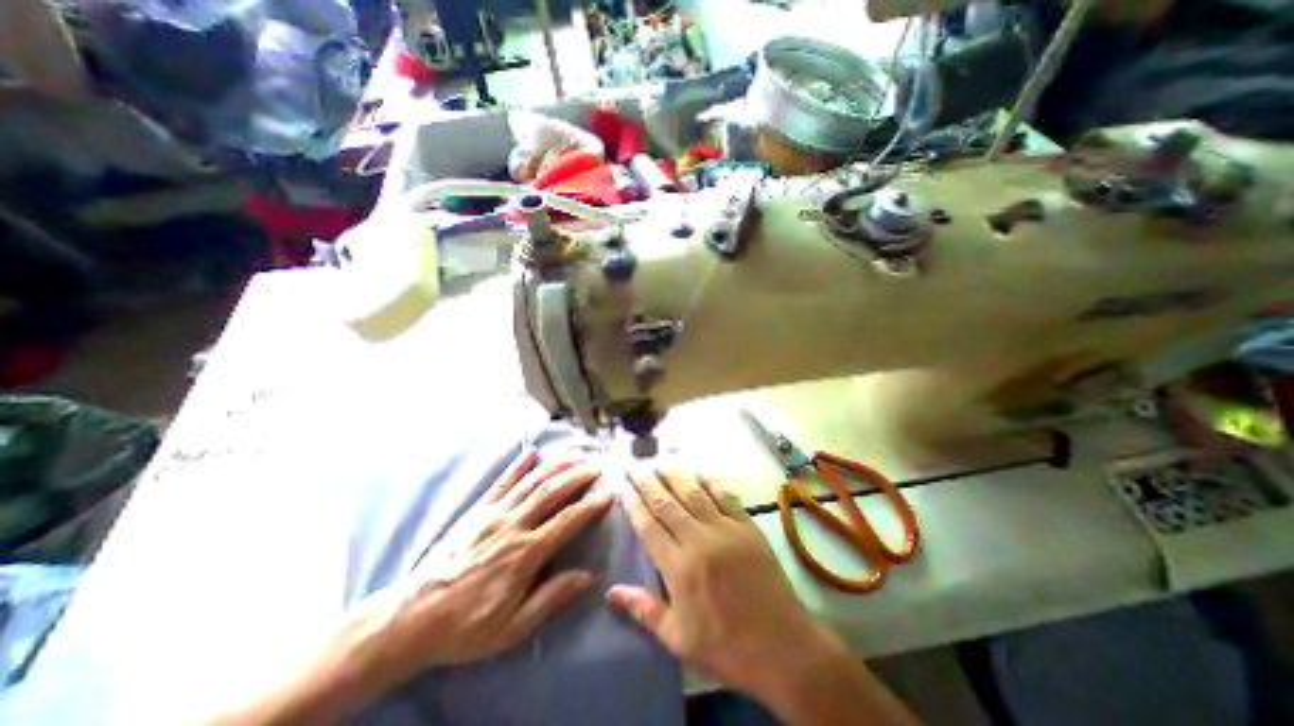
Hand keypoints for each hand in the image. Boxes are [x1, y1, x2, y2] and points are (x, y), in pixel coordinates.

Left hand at [354, 455, 612, 684]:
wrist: (412, 618)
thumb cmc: (467, 626)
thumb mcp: (512, 628)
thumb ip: (551, 598)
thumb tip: (588, 577)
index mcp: (524, 553)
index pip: (566, 522)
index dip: (590, 506)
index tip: (608, 494)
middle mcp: (512, 526)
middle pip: (550, 494)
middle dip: (576, 478)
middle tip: (595, 467)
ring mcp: (493, 514)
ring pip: (530, 483)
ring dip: (555, 467)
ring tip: (574, 457)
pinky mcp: (477, 511)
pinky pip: (501, 483)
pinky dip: (518, 466)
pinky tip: (532, 453)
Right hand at [611, 465, 851, 697]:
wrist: (782, 648)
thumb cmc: (725, 648)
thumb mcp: (678, 639)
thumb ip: (643, 610)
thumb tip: (610, 592)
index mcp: (678, 568)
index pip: (649, 527)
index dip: (635, 506)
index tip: (624, 489)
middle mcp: (698, 540)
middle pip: (667, 504)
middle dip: (648, 483)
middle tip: (636, 467)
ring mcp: (725, 530)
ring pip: (694, 494)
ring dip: (676, 476)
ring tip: (662, 462)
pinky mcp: (747, 527)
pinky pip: (726, 497)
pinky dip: (712, 483)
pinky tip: (702, 473)